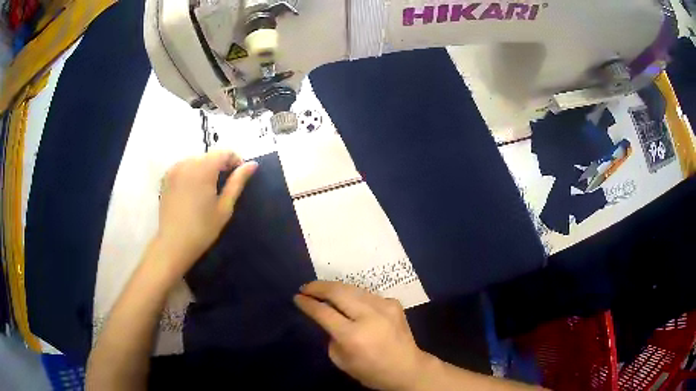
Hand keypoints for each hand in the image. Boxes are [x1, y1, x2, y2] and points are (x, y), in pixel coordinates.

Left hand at [155, 151, 256, 278]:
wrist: (173, 244)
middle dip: (220, 165)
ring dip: (206, 168)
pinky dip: (192, 172)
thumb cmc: (202, 229)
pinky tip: (193, 190)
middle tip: (225, 186)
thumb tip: (252, 164)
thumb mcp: (225, 207)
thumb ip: (237, 182)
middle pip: (210, 155)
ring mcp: (174, 169)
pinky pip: (184, 166)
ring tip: (209, 189)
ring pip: (196, 159)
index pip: (224, 152)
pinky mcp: (166, 177)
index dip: (235, 161)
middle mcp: (187, 162)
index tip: (239, 177)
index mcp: (203, 168)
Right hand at [294, 281, 432, 389]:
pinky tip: (348, 301)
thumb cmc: (371, 371)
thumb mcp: (341, 360)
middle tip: (306, 288)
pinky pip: (367, 294)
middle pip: (338, 292)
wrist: (407, 368)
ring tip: (322, 290)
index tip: (297, 297)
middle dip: (318, 287)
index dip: (308, 303)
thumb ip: (331, 336)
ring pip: (352, 288)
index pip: (324, 312)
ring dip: (334, 287)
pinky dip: (353, 295)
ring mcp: (384, 306)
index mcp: (353, 336)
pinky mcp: (394, 303)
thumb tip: (326, 317)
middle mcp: (369, 316)